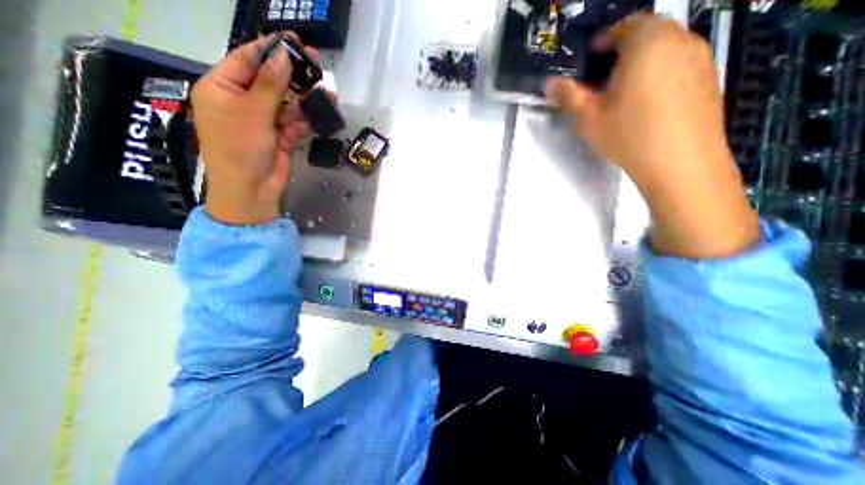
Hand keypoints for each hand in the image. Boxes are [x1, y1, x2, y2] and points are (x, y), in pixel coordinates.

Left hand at [192, 33, 317, 224]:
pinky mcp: (280, 137)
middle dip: (293, 75)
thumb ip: (270, 84)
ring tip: (327, 94)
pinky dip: (306, 120)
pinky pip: (295, 123)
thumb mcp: (253, 112)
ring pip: (287, 103)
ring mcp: (263, 121)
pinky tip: (321, 114)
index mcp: (222, 88)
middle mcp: (242, 102)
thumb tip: (283, 57)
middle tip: (317, 65)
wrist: (251, 190)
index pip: (247, 60)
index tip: (294, 42)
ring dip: (305, 100)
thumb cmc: (241, 148)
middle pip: (270, 81)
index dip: (271, 50)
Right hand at [547, 14, 757, 259]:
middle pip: (649, 31)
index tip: (591, 57)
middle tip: (604, 75)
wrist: (679, 161)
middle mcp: (680, 41)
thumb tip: (549, 84)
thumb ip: (568, 96)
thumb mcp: (589, 118)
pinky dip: (661, 72)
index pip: (625, 25)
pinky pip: (680, 63)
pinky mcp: (709, 78)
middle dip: (624, 48)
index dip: (605, 39)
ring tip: (623, 90)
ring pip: (666, 47)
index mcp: (647, 44)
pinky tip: (647, 102)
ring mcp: (700, 58)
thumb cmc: (628, 135)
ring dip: (643, 60)